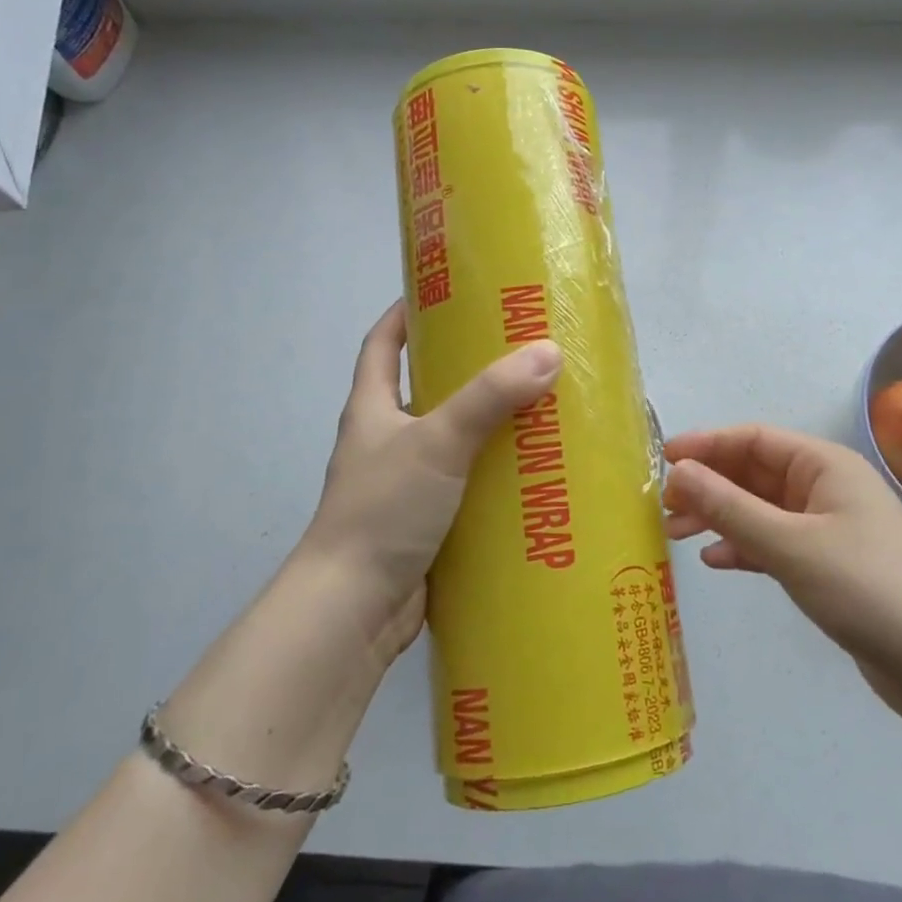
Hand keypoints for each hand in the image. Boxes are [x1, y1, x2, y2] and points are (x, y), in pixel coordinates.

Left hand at [299, 301, 561, 660]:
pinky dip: (495, 476)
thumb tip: (548, 352)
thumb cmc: (383, 509)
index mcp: (372, 408)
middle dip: (468, 369)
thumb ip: (490, 397)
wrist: (353, 610)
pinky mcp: (426, 522)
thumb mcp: (438, 440)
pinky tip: (535, 473)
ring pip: (453, 440)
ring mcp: (405, 484)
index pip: (381, 343)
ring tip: (542, 407)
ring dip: (489, 426)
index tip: (447, 292)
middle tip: (521, 350)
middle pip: (426, 389)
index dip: (406, 313)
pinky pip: (467, 485)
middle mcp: (385, 440)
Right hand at [662, 424, 901, 722]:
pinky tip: (717, 561)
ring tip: (677, 533)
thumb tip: (679, 471)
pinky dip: (745, 547)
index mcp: (825, 465)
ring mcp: (829, 527)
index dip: (707, 445)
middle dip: (709, 485)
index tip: (663, 459)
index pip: (754, 439)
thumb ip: (730, 507)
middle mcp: (826, 487)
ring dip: (721, 516)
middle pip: (755, 473)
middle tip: (664, 505)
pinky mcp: (829, 565)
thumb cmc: (866, 588)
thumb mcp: (790, 545)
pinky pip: (776, 542)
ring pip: (762, 509)